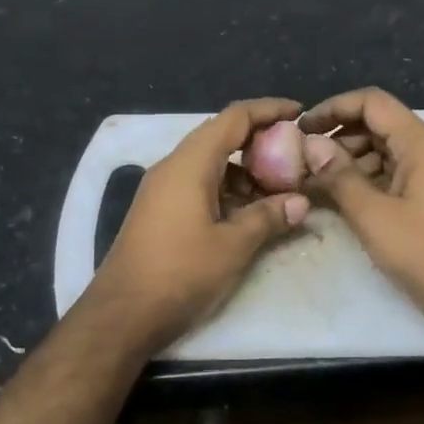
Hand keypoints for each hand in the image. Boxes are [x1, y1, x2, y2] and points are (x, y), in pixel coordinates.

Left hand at [86, 99, 311, 353]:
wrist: (123, 313)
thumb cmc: (181, 273)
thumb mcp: (233, 246)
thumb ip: (268, 217)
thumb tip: (300, 202)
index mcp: (190, 163)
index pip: (233, 118)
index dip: (268, 110)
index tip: (299, 112)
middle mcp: (173, 166)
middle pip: (220, 136)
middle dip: (259, 141)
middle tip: (294, 156)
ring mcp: (162, 188)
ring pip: (210, 162)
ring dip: (244, 169)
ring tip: (278, 188)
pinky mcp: (159, 210)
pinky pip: (198, 183)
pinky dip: (226, 188)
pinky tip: (248, 211)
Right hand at [300, 88, 423, 346]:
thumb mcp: (375, 216)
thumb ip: (340, 177)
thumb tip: (311, 145)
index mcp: (420, 143)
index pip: (371, 103)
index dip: (333, 108)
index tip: (300, 128)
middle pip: (375, 125)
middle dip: (336, 137)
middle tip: (300, 160)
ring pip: (381, 152)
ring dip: (347, 162)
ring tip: (311, 182)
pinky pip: (390, 176)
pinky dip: (363, 182)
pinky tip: (337, 199)